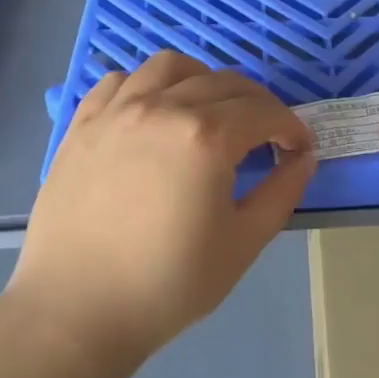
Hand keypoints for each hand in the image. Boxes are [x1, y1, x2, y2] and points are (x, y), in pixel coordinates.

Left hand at [4, 52, 315, 366]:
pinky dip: (145, 85)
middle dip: (256, 104)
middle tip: (264, 135)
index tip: (298, 148)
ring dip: (202, 78)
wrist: (75, 311)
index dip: (290, 127)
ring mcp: (118, 110)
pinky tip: (152, 112)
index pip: (263, 112)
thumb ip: (281, 193)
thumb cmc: (167, 284)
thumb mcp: (242, 244)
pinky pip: (119, 80)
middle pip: (224, 82)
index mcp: (206, 136)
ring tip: (207, 109)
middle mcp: (163, 107)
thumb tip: (303, 157)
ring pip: (171, 66)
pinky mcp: (83, 123)